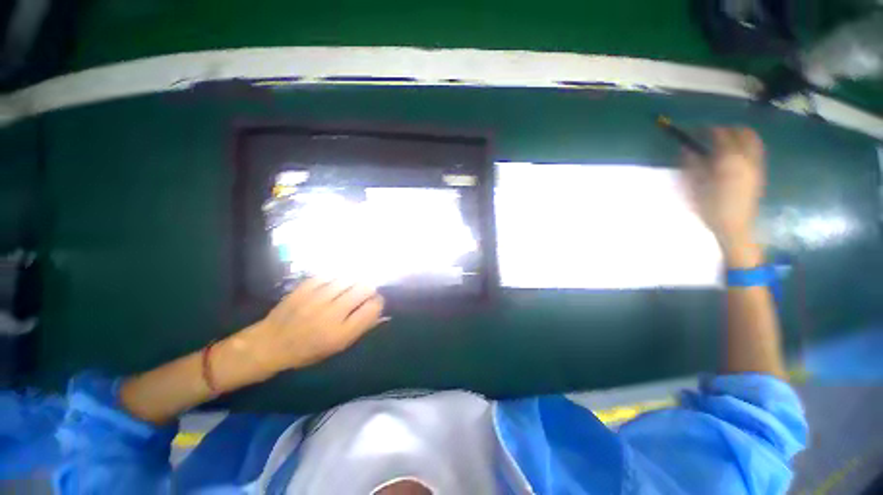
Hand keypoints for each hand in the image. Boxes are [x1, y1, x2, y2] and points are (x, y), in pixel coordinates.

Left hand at [244, 278, 384, 376]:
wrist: (269, 344)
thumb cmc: (307, 351)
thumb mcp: (338, 347)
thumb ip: (362, 328)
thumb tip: (382, 312)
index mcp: (342, 333)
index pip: (373, 307)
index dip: (378, 302)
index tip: (374, 302)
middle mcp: (332, 313)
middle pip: (364, 288)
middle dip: (370, 288)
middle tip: (365, 291)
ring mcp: (317, 298)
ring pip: (349, 278)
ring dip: (355, 279)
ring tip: (352, 284)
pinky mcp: (304, 288)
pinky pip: (330, 274)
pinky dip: (337, 276)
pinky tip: (336, 280)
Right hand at [683, 127, 764, 258]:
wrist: (735, 226)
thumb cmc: (711, 207)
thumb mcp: (696, 186)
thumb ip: (692, 165)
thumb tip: (686, 149)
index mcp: (729, 160)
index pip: (721, 135)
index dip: (708, 130)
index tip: (697, 130)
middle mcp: (747, 158)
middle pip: (743, 133)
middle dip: (728, 129)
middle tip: (713, 134)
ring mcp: (756, 165)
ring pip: (753, 140)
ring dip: (739, 136)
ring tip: (725, 141)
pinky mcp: (759, 173)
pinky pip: (755, 151)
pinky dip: (746, 146)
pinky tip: (735, 155)